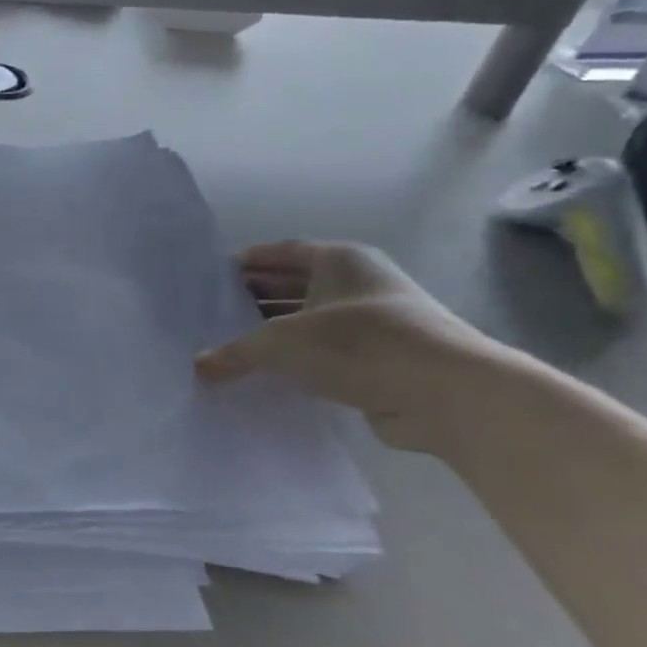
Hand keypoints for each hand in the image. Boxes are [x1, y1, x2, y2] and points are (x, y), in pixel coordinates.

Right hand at [195, 241, 503, 451]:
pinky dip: (297, 360)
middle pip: (295, 285)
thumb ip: (236, 351)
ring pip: (309, 322)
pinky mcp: (380, 362)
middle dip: (255, 297)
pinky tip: (266, 373)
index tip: (212, 274)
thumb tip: (198, 365)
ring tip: (230, 344)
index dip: (248, 261)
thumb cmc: (360, 343)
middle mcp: (358, 284)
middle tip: (213, 312)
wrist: (448, 395)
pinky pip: (325, 354)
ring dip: (275, 333)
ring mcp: (372, 323)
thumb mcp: (283, 342)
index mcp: (340, 260)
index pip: (283, 251)